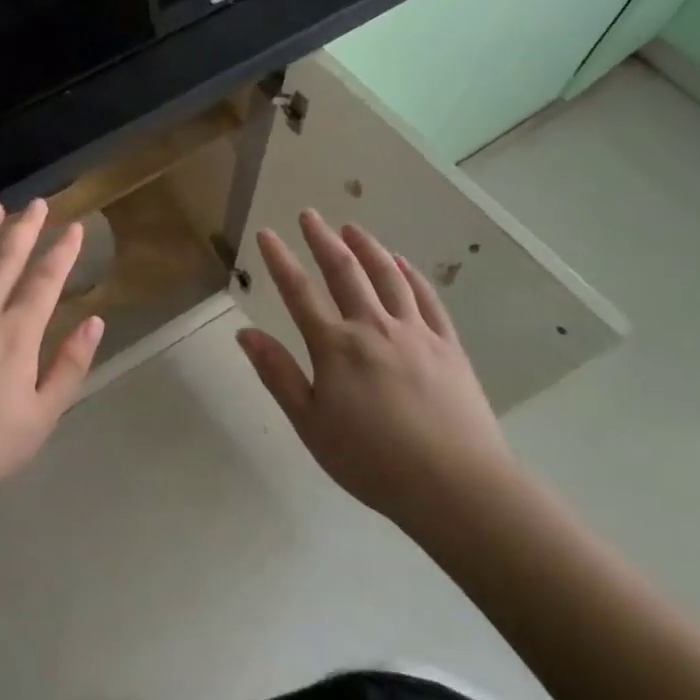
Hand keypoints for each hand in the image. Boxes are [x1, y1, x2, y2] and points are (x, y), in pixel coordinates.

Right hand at [235, 210, 512, 529]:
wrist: (455, 485)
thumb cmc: (372, 461)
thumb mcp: (310, 424)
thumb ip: (278, 374)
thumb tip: (245, 332)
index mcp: (335, 347)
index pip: (299, 292)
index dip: (279, 260)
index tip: (266, 233)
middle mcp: (373, 327)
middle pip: (344, 271)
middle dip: (322, 239)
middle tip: (309, 214)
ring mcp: (415, 332)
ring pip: (387, 276)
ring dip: (367, 247)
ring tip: (352, 228)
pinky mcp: (448, 345)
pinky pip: (426, 298)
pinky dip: (411, 275)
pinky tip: (402, 263)